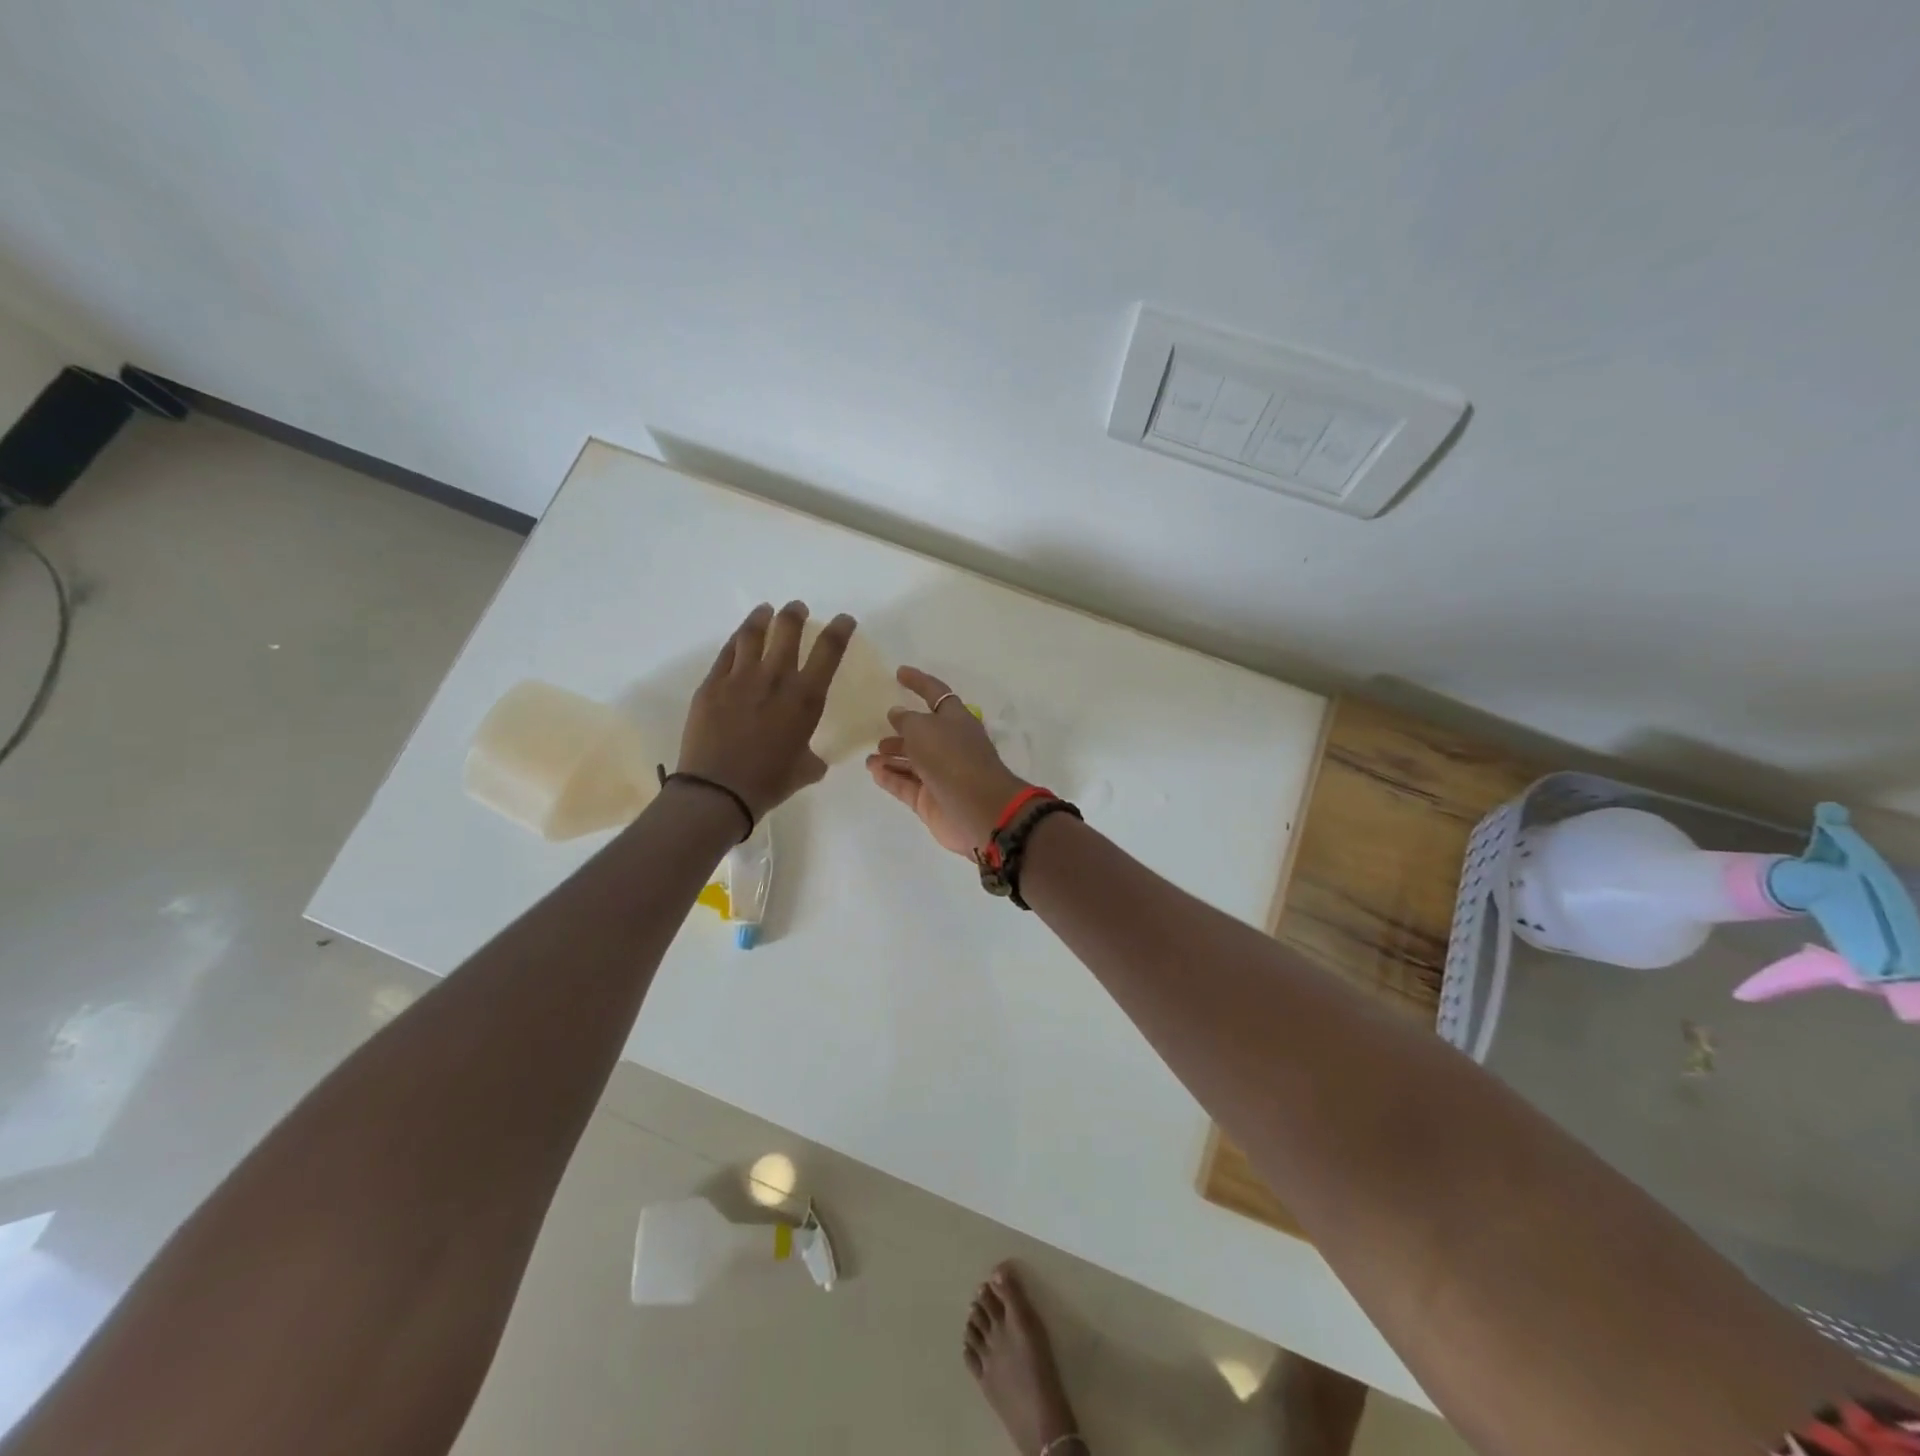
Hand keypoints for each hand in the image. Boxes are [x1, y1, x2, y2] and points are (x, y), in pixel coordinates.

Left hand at [677, 601, 855, 818]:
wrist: (718, 791)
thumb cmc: (769, 783)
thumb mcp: (805, 770)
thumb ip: (812, 757)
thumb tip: (812, 758)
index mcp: (805, 698)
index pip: (829, 650)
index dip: (840, 629)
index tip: (844, 620)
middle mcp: (775, 678)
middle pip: (787, 629)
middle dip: (796, 614)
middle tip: (797, 609)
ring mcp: (740, 677)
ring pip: (753, 633)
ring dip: (762, 617)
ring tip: (765, 611)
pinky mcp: (712, 684)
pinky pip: (727, 652)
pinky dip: (737, 640)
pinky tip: (740, 638)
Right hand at [865, 666, 1028, 854]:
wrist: (978, 810)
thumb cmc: (952, 758)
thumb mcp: (923, 728)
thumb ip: (906, 719)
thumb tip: (897, 714)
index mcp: (956, 719)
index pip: (936, 694)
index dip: (918, 682)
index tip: (899, 673)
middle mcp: (950, 745)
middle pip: (923, 732)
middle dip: (902, 729)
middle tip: (879, 728)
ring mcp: (941, 775)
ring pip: (912, 761)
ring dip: (891, 756)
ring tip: (870, 757)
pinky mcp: (932, 800)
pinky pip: (906, 784)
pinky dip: (890, 777)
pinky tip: (874, 771)